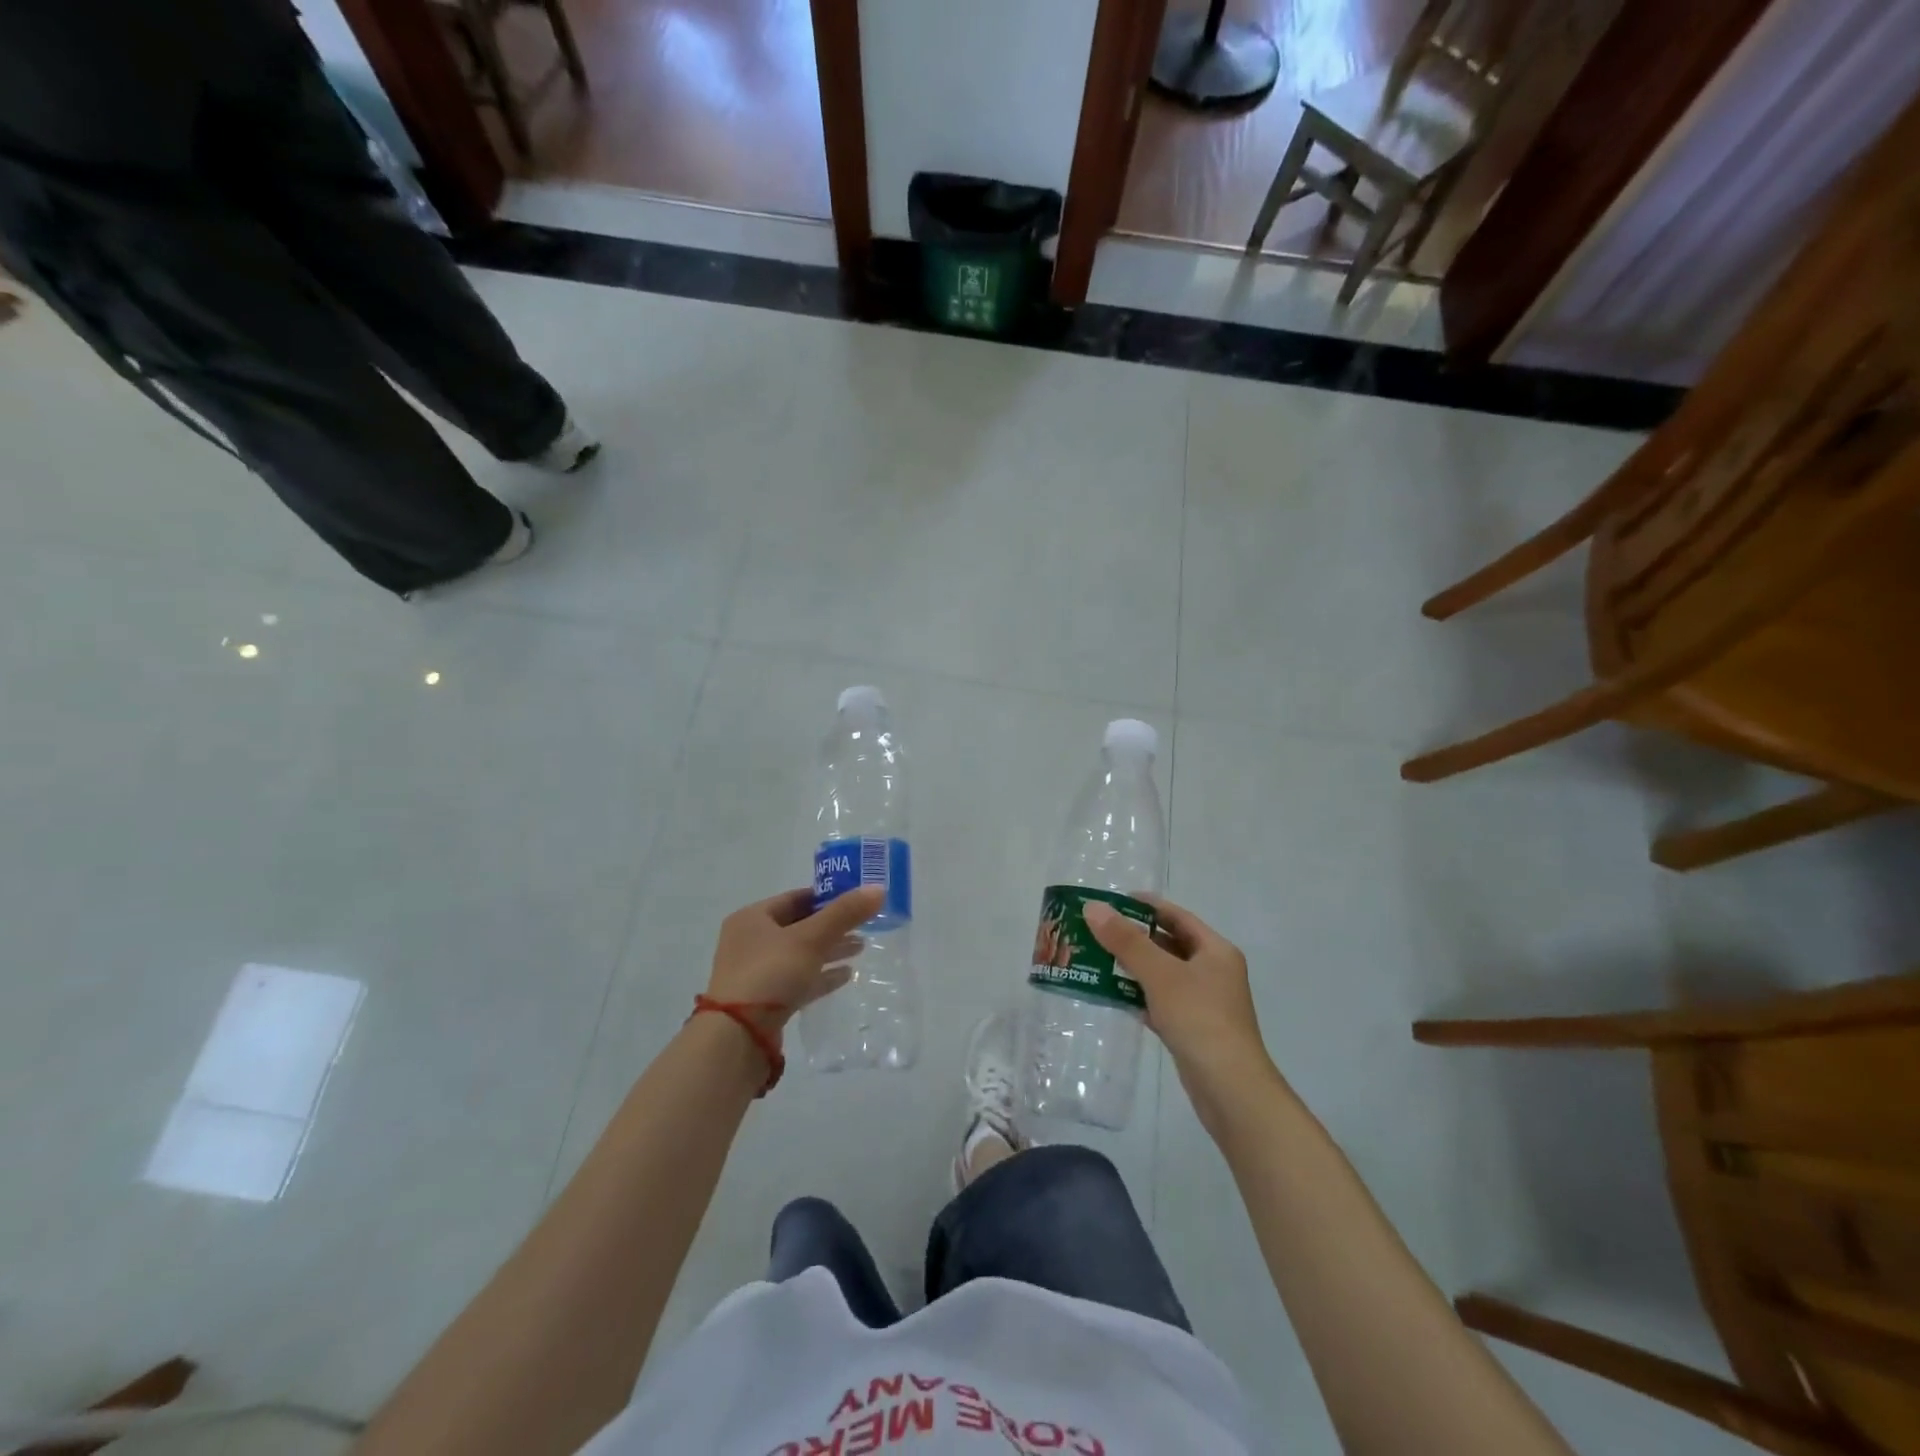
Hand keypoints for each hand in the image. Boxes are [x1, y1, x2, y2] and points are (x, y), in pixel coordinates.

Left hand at [705, 885, 881, 1041]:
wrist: (738, 1036)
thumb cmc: (771, 972)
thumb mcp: (811, 938)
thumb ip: (844, 913)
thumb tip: (878, 889)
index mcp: (752, 918)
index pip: (795, 898)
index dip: (827, 897)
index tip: (855, 900)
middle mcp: (749, 941)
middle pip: (798, 926)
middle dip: (832, 926)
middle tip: (864, 926)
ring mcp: (755, 973)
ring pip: (799, 954)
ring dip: (829, 951)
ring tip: (860, 949)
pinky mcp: (763, 1001)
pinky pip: (797, 980)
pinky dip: (820, 975)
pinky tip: (846, 976)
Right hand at [1084, 896, 1283, 1128]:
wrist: (1230, 1089)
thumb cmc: (1199, 1019)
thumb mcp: (1160, 974)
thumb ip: (1126, 941)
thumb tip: (1093, 907)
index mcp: (1216, 951)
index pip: (1177, 916)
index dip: (1146, 906)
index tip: (1112, 902)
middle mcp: (1214, 972)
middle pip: (1169, 944)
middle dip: (1134, 938)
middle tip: (1097, 931)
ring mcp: (1205, 1003)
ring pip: (1164, 975)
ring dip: (1134, 967)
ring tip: (1097, 960)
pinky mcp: (1194, 1029)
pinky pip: (1162, 1002)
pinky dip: (1140, 996)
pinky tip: (1115, 997)